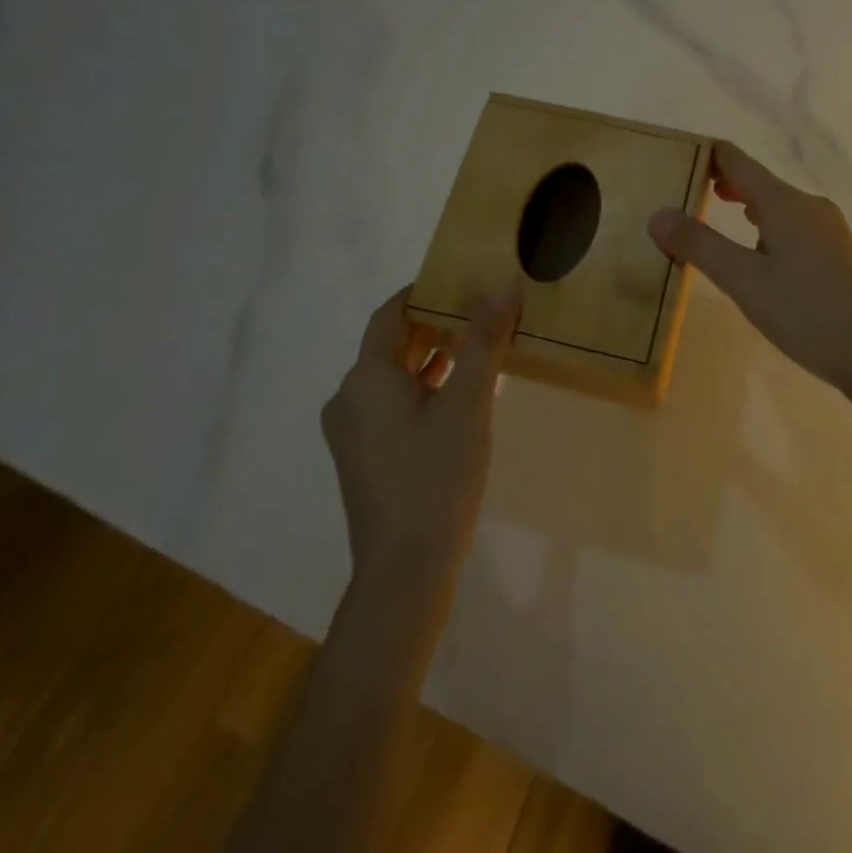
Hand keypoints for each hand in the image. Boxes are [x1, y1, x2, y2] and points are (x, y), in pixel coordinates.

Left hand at [321, 284, 519, 589]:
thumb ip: (484, 341)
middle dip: (436, 325)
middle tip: (482, 313)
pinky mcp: (363, 458)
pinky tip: (462, 398)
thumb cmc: (436, 477)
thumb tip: (502, 286)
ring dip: (433, 359)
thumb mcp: (469, 403)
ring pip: (394, 377)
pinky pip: (393, 405)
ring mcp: (353, 432)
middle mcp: (349, 398)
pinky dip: (424, 390)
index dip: (424, 292)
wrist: (404, 572)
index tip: (463, 281)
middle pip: (392, 344)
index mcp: (366, 377)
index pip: (390, 313)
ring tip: (479, 349)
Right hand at [647, 142, 851, 394]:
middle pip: (758, 181)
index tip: (678, 156)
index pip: (738, 161)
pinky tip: (758, 249)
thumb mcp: (743, 280)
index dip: (707, 154)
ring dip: (745, 203)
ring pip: (777, 204)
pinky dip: (765, 225)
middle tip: (686, 189)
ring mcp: (827, 228)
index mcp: (785, 203)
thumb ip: (700, 245)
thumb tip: (657, 214)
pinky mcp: (836, 252)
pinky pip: (792, 224)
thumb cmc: (805, 312)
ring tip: (715, 212)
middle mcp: (809, 205)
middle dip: (722, 181)